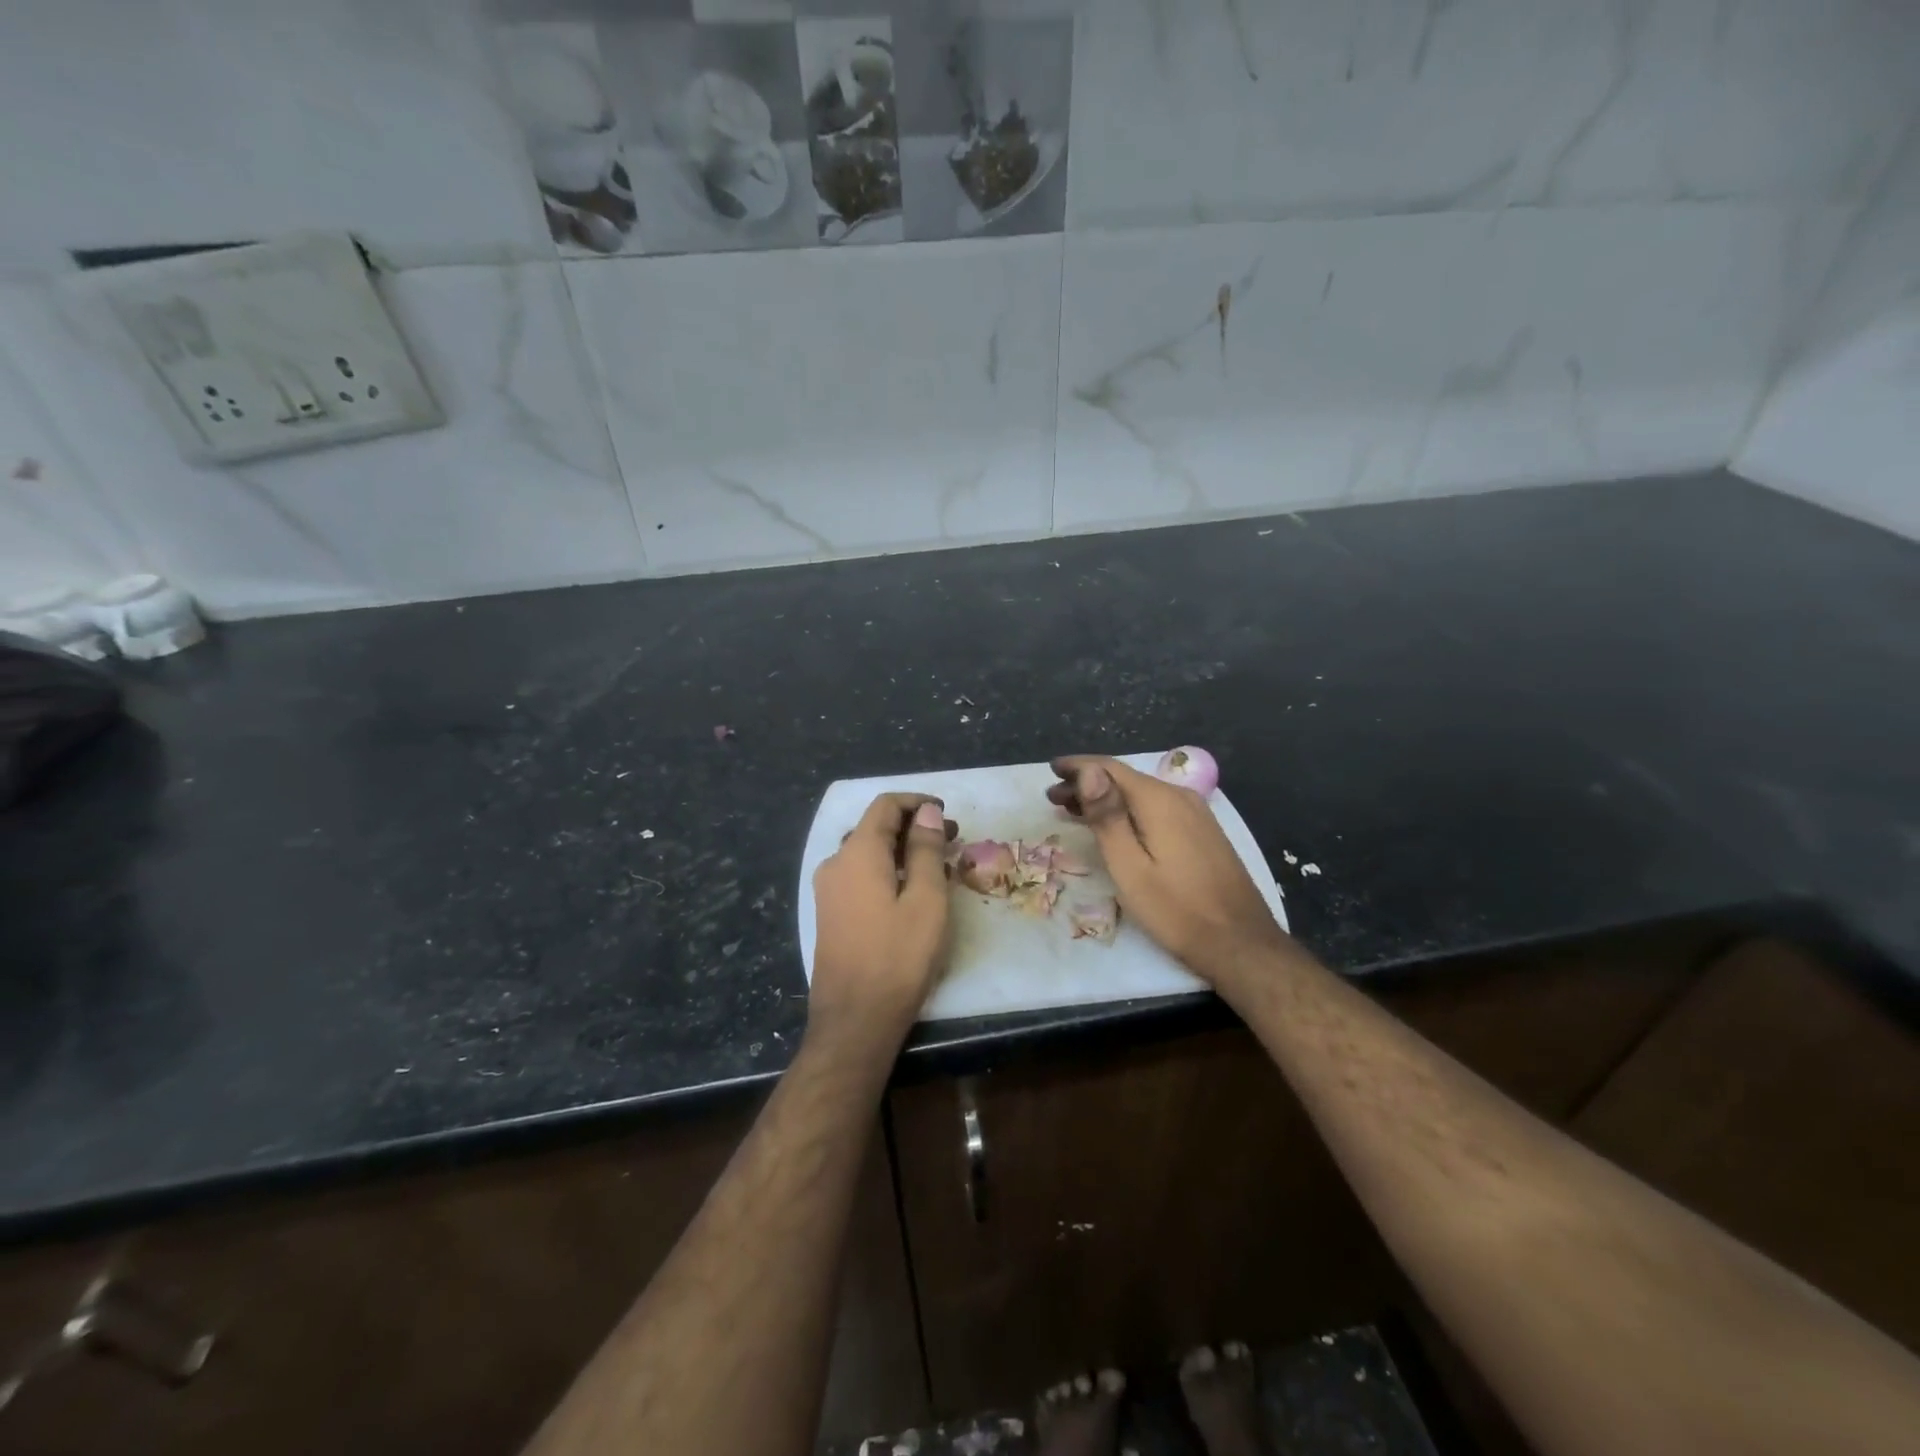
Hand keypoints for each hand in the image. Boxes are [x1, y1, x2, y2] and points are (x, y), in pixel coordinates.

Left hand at [809, 793, 955, 1044]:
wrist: (855, 1019)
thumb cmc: (898, 957)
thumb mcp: (926, 900)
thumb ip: (926, 850)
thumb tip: (927, 813)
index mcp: (857, 853)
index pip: (885, 806)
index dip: (917, 803)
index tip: (947, 814)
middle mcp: (836, 863)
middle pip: (875, 827)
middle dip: (913, 827)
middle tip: (951, 840)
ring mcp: (829, 890)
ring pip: (868, 853)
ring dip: (902, 850)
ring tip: (937, 865)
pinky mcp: (831, 913)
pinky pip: (860, 875)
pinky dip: (888, 870)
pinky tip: (912, 890)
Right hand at [1048, 756, 1288, 981]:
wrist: (1240, 943)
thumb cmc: (1175, 909)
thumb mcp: (1129, 866)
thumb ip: (1107, 816)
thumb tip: (1088, 771)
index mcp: (1159, 800)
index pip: (1110, 768)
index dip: (1078, 766)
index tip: (1051, 769)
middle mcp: (1180, 796)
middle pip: (1125, 779)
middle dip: (1088, 783)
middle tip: (1053, 797)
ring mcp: (1196, 814)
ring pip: (1141, 794)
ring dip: (1107, 798)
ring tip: (1074, 810)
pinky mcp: (1203, 832)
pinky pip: (1157, 808)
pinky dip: (1129, 810)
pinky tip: (1115, 826)